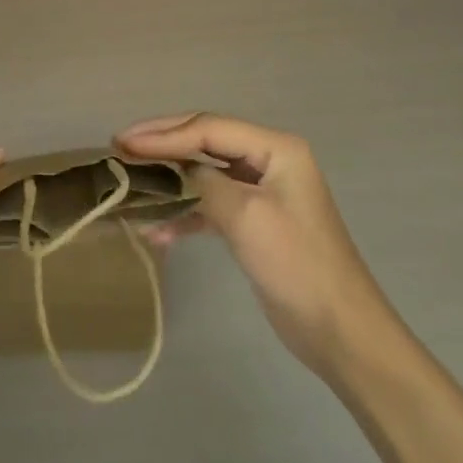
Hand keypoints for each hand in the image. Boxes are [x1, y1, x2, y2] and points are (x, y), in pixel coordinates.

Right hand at [117, 114, 389, 377]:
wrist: (342, 333)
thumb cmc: (296, 265)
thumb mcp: (245, 216)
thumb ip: (204, 182)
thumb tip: (172, 169)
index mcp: (275, 148)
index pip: (208, 128)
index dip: (163, 134)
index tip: (122, 142)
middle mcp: (268, 160)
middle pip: (204, 141)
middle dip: (162, 145)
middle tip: (120, 147)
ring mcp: (262, 191)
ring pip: (204, 171)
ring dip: (170, 178)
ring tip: (132, 181)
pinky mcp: (254, 221)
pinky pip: (211, 204)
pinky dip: (185, 213)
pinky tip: (158, 231)